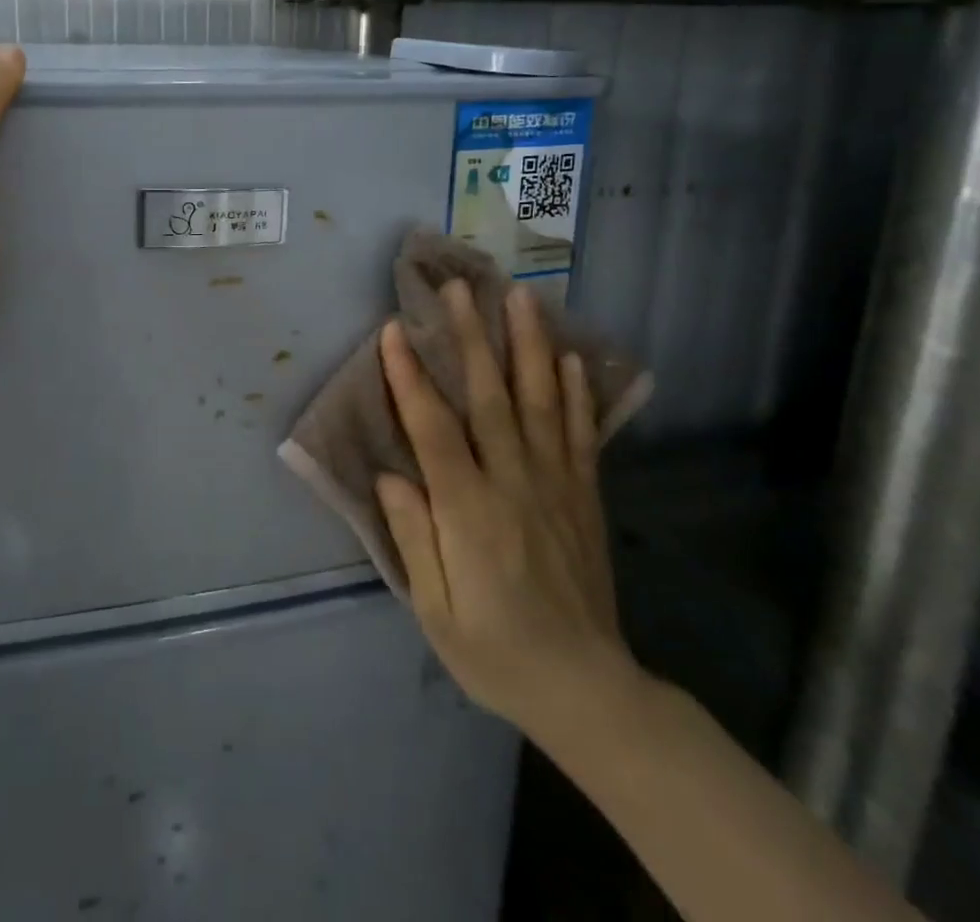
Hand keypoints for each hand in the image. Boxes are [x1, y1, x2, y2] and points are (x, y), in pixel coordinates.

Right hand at [376, 281, 641, 743]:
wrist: (588, 691)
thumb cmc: (496, 653)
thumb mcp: (436, 612)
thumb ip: (413, 538)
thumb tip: (392, 475)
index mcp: (469, 512)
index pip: (434, 430)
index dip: (411, 377)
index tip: (395, 329)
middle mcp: (514, 485)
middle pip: (490, 398)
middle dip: (472, 338)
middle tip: (461, 288)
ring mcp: (556, 487)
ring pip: (540, 403)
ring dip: (528, 346)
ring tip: (521, 298)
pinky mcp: (584, 497)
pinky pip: (580, 435)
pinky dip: (575, 393)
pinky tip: (569, 357)